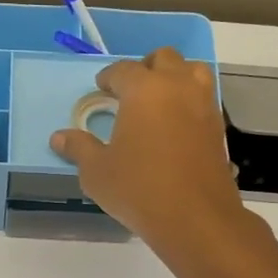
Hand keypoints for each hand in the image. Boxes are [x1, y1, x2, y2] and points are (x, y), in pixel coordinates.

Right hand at [50, 47, 247, 255]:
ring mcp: (204, 105)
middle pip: (164, 59)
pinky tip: (175, 125)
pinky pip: (204, 99)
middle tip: (130, 90)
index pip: (122, 70)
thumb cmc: (138, 188)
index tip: (100, 88)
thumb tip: (59, 138)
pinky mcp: (218, 128)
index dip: (108, 77)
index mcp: (144, 90)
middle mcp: (177, 87)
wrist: (195, 217)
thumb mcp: (97, 171)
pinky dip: (190, 101)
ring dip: (175, 77)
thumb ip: (79, 148)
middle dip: (145, 68)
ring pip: (193, 71)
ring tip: (158, 100)